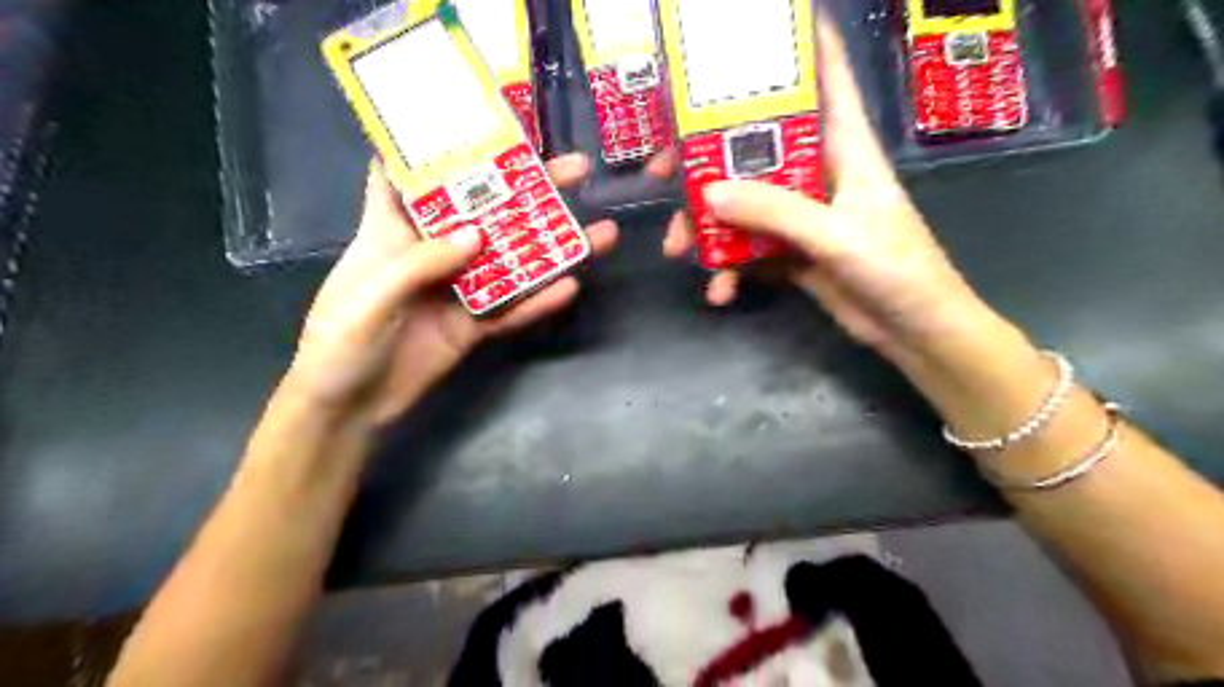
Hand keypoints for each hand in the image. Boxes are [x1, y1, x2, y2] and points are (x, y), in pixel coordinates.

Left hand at [283, 153, 616, 423]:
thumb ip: (420, 264)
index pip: (413, 173)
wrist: (350, 410)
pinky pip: (512, 309)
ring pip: (511, 261)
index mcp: (392, 232)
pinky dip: (539, 301)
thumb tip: (479, 235)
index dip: (442, 145)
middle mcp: (432, 252)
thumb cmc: (340, 345)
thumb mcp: (370, 298)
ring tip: (597, 231)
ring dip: (551, 247)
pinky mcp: (474, 325)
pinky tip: (570, 287)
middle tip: (575, 170)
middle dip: (528, 189)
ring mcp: (459, 289)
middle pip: (484, 211)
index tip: (484, 122)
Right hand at [656, 21, 982, 354]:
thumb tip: (709, 193)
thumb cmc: (897, 269)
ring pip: (742, 202)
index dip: (797, 45)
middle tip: (663, 172)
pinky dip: (729, 268)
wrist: (913, 330)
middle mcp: (817, 172)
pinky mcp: (791, 250)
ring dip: (706, 225)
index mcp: (844, 147)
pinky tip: (719, 291)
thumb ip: (775, 212)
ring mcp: (801, 214)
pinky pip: (748, 248)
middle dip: (707, 156)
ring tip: (678, 250)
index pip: (825, 76)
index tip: (749, 28)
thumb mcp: (836, 235)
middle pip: (756, 145)